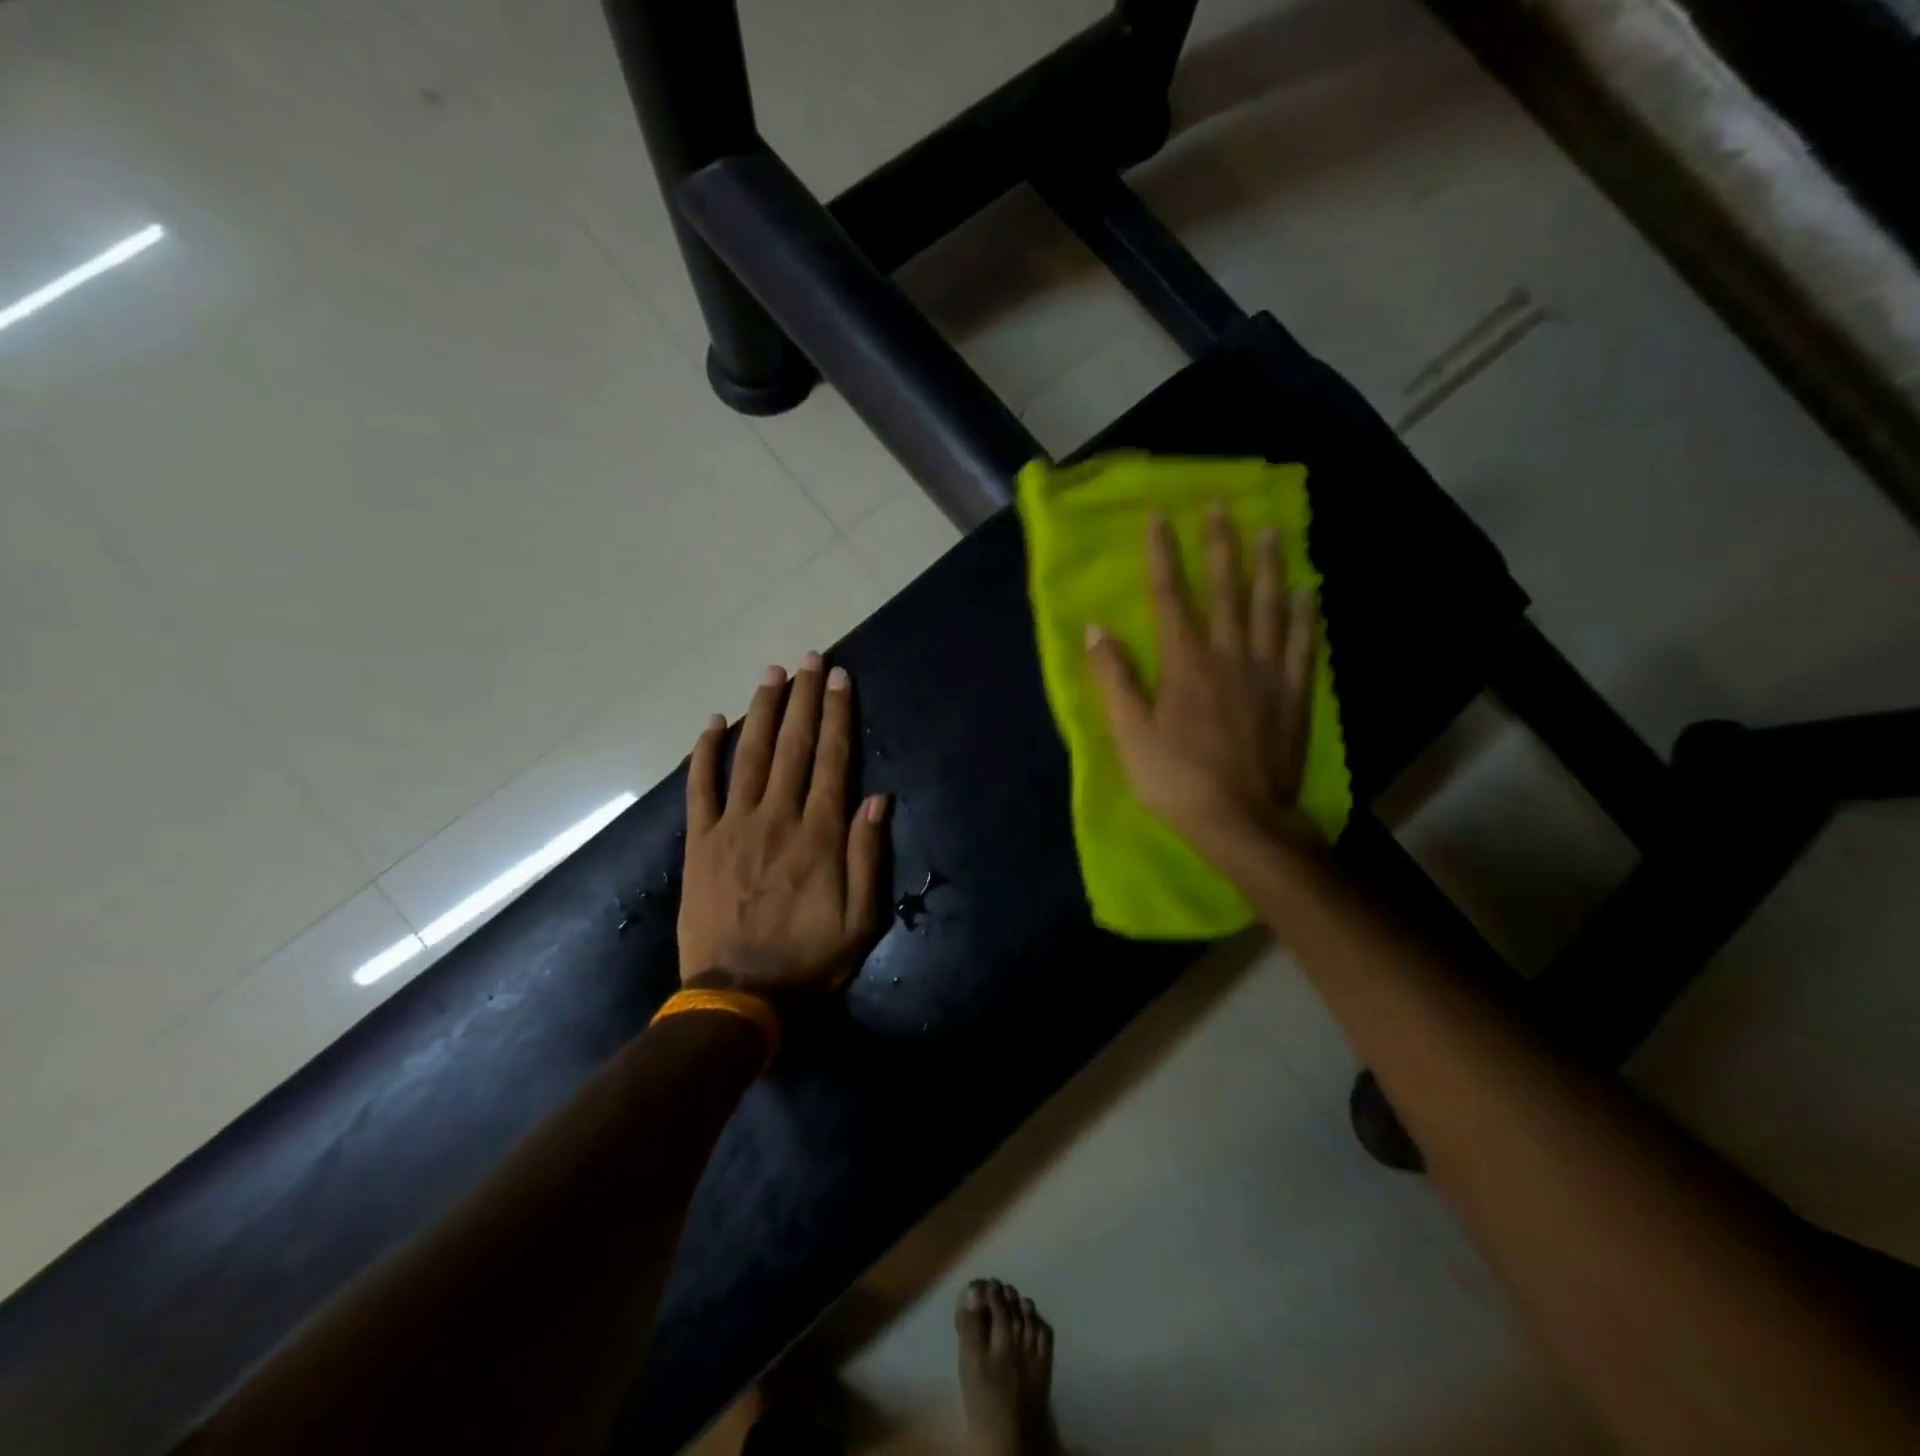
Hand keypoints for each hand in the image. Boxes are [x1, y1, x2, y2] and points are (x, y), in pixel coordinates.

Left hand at [679, 655, 888, 1002]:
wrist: (738, 996)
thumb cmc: (808, 960)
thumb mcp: (860, 919)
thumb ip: (868, 855)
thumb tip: (878, 798)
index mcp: (820, 835)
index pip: (832, 761)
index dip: (837, 715)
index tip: (838, 679)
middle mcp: (777, 818)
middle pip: (794, 747)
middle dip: (803, 699)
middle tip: (809, 659)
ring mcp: (733, 827)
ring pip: (751, 756)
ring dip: (762, 711)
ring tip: (772, 673)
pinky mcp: (700, 843)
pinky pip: (700, 788)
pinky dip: (704, 753)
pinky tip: (712, 722)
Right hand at [1084, 505, 1321, 860]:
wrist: (1243, 822)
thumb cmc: (1177, 781)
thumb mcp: (1131, 735)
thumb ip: (1114, 680)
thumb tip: (1096, 630)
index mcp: (1185, 664)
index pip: (1170, 597)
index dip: (1163, 555)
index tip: (1160, 517)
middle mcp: (1230, 655)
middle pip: (1225, 589)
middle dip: (1221, 544)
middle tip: (1221, 504)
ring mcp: (1267, 673)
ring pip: (1270, 607)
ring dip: (1268, 566)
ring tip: (1270, 530)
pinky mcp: (1294, 695)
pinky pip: (1302, 644)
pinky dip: (1304, 615)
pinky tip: (1308, 592)